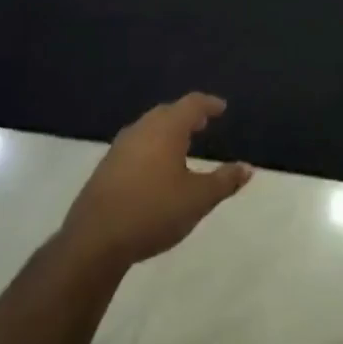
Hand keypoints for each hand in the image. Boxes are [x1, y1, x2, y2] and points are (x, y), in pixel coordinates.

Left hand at [60, 95, 253, 268]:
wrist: (95, 239)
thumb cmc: (154, 211)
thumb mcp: (198, 199)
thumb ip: (224, 181)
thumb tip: (248, 168)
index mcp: (166, 130)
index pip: (191, 104)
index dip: (208, 104)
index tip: (222, 107)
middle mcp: (141, 130)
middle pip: (167, 113)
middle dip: (187, 115)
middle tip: (203, 123)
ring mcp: (119, 148)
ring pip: (148, 128)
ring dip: (167, 130)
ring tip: (183, 144)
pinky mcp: (106, 167)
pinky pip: (136, 145)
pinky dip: (152, 146)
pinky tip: (156, 167)